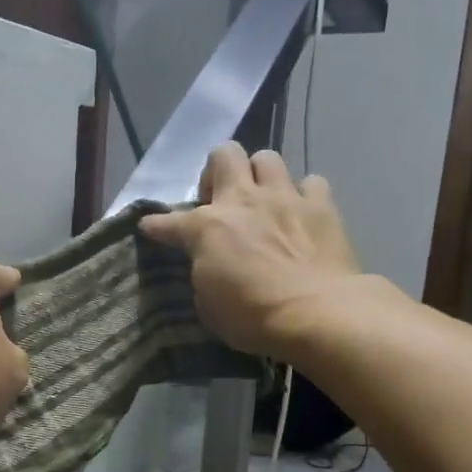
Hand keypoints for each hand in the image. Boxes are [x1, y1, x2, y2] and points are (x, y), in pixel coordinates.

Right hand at [139, 143, 359, 355]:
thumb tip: (209, 264)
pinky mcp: (322, 206)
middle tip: (219, 201)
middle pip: (224, 154)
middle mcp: (243, 201)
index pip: (168, 221)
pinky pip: (311, 183)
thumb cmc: (252, 317)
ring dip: (260, 176)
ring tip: (262, 201)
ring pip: (267, 158)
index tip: (150, 228)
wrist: (315, 314)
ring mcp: (285, 198)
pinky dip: (304, 195)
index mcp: (206, 227)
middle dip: (217, 172)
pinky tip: (301, 214)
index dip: (156, 225)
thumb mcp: (208, 304)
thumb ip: (204, 272)